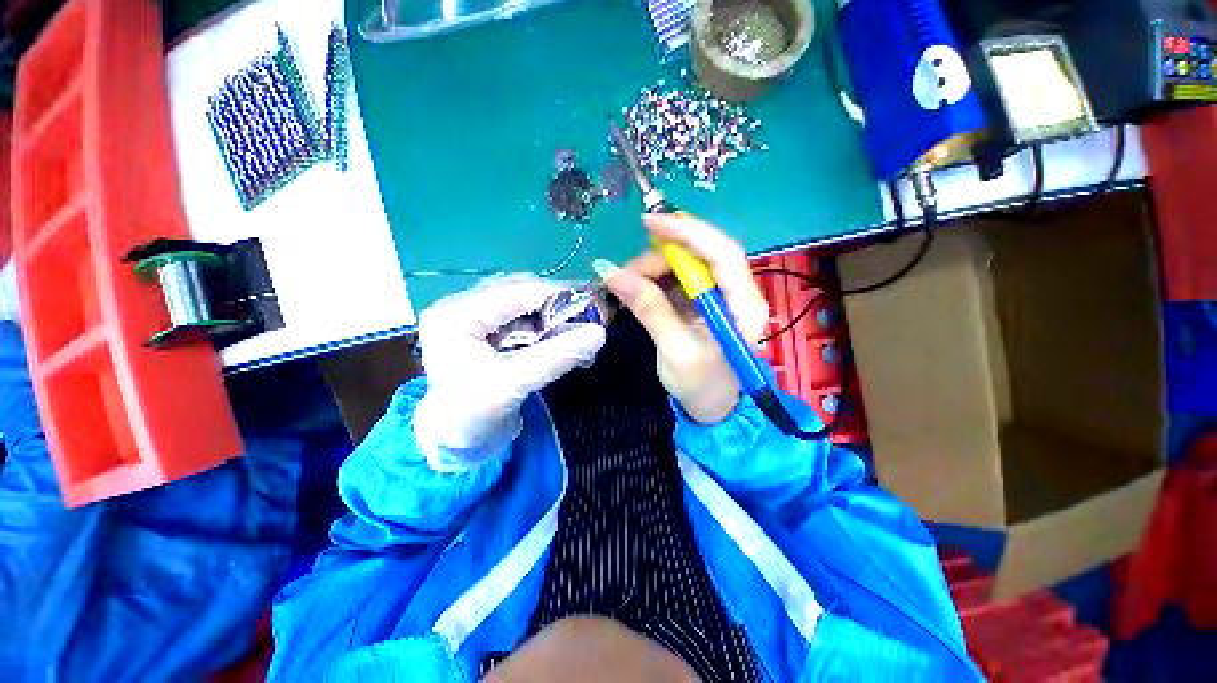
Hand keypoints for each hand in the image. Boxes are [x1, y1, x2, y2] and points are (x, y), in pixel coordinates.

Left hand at [413, 274, 606, 471]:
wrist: (449, 443)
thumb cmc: (470, 416)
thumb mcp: (513, 384)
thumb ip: (556, 356)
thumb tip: (600, 333)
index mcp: (457, 314)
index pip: (517, 291)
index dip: (559, 295)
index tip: (596, 305)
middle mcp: (461, 306)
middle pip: (520, 292)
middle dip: (557, 306)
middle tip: (590, 320)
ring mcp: (472, 316)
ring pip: (523, 304)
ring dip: (553, 318)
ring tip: (578, 333)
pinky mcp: (484, 330)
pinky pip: (521, 320)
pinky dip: (545, 328)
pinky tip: (562, 341)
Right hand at [595, 214, 768, 423]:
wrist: (712, 410)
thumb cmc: (703, 386)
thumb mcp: (676, 350)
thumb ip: (649, 309)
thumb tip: (611, 273)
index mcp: (744, 304)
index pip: (722, 253)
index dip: (688, 233)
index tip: (649, 224)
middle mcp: (734, 291)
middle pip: (698, 255)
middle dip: (659, 257)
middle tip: (624, 274)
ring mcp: (716, 295)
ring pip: (683, 265)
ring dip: (651, 269)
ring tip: (626, 286)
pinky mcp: (699, 302)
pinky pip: (674, 280)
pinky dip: (652, 280)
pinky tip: (635, 289)